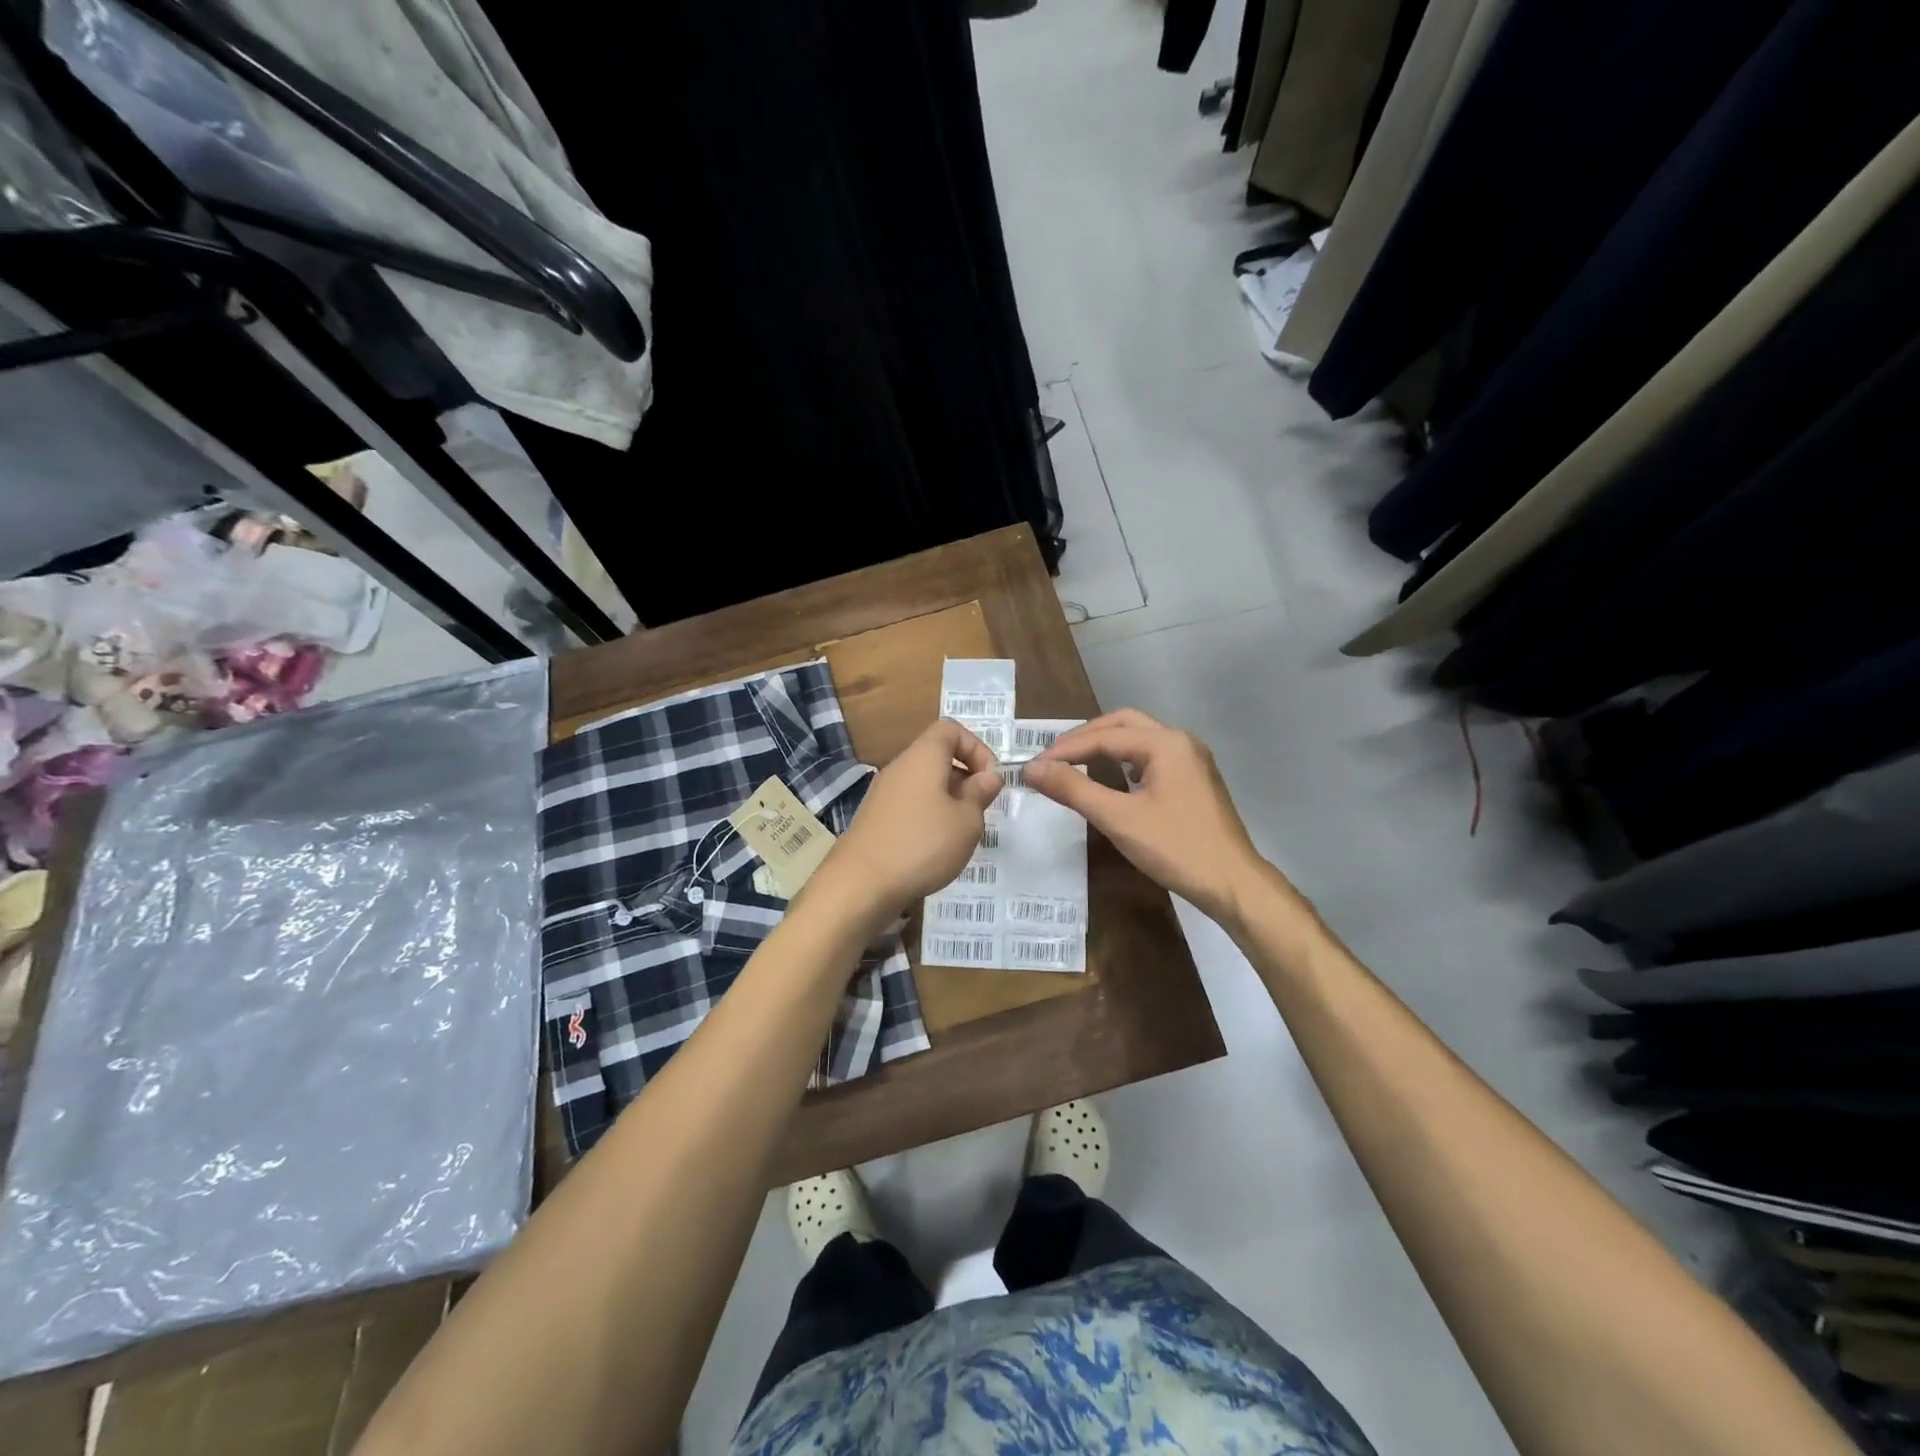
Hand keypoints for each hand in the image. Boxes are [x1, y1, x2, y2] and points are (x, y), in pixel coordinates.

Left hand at [821, 719, 1001, 920]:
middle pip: (937, 756)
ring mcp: (883, 793)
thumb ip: (981, 794)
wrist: (861, 884)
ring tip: (960, 834)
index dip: (977, 747)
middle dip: (965, 778)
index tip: (989, 780)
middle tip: (980, 811)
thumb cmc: (922, 844)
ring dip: (948, 801)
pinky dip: (928, 817)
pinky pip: (910, 805)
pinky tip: (935, 849)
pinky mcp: (875, 818)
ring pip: (924, 784)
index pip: (950, 729)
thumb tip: (988, 776)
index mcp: (923, 756)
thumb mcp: (967, 821)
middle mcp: (900, 767)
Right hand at [1021, 709, 1281, 925]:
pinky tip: (1114, 779)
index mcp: (1165, 743)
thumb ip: (1073, 789)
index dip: (1064, 750)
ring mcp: (1192, 760)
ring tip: (1074, 763)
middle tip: (1053, 758)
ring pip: (1139, 739)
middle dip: (1085, 738)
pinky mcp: (1195, 780)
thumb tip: (1032, 770)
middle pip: (1123, 724)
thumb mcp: (1118, 818)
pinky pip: (1152, 757)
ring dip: (1105, 746)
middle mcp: (1181, 741)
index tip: (1033, 767)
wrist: (1233, 884)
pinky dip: (1125, 760)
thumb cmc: (1176, 848)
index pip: (1103, 736)